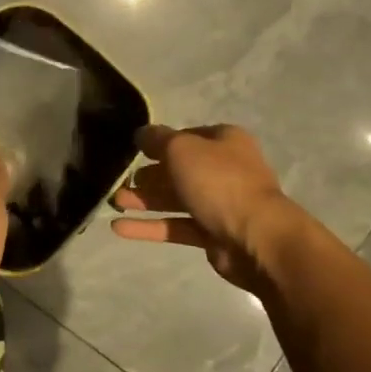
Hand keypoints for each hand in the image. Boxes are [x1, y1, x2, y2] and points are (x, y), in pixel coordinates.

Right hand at [110, 124, 301, 289]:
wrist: (255, 238)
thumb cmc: (219, 182)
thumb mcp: (181, 149)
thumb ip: (157, 139)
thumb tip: (141, 133)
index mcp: (225, 142)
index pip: (187, 137)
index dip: (161, 143)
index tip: (135, 151)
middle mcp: (225, 170)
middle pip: (180, 170)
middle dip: (148, 175)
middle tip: (121, 181)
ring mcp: (220, 205)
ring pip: (175, 199)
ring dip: (145, 200)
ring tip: (115, 203)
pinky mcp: (212, 235)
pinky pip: (176, 227)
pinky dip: (149, 227)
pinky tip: (119, 228)